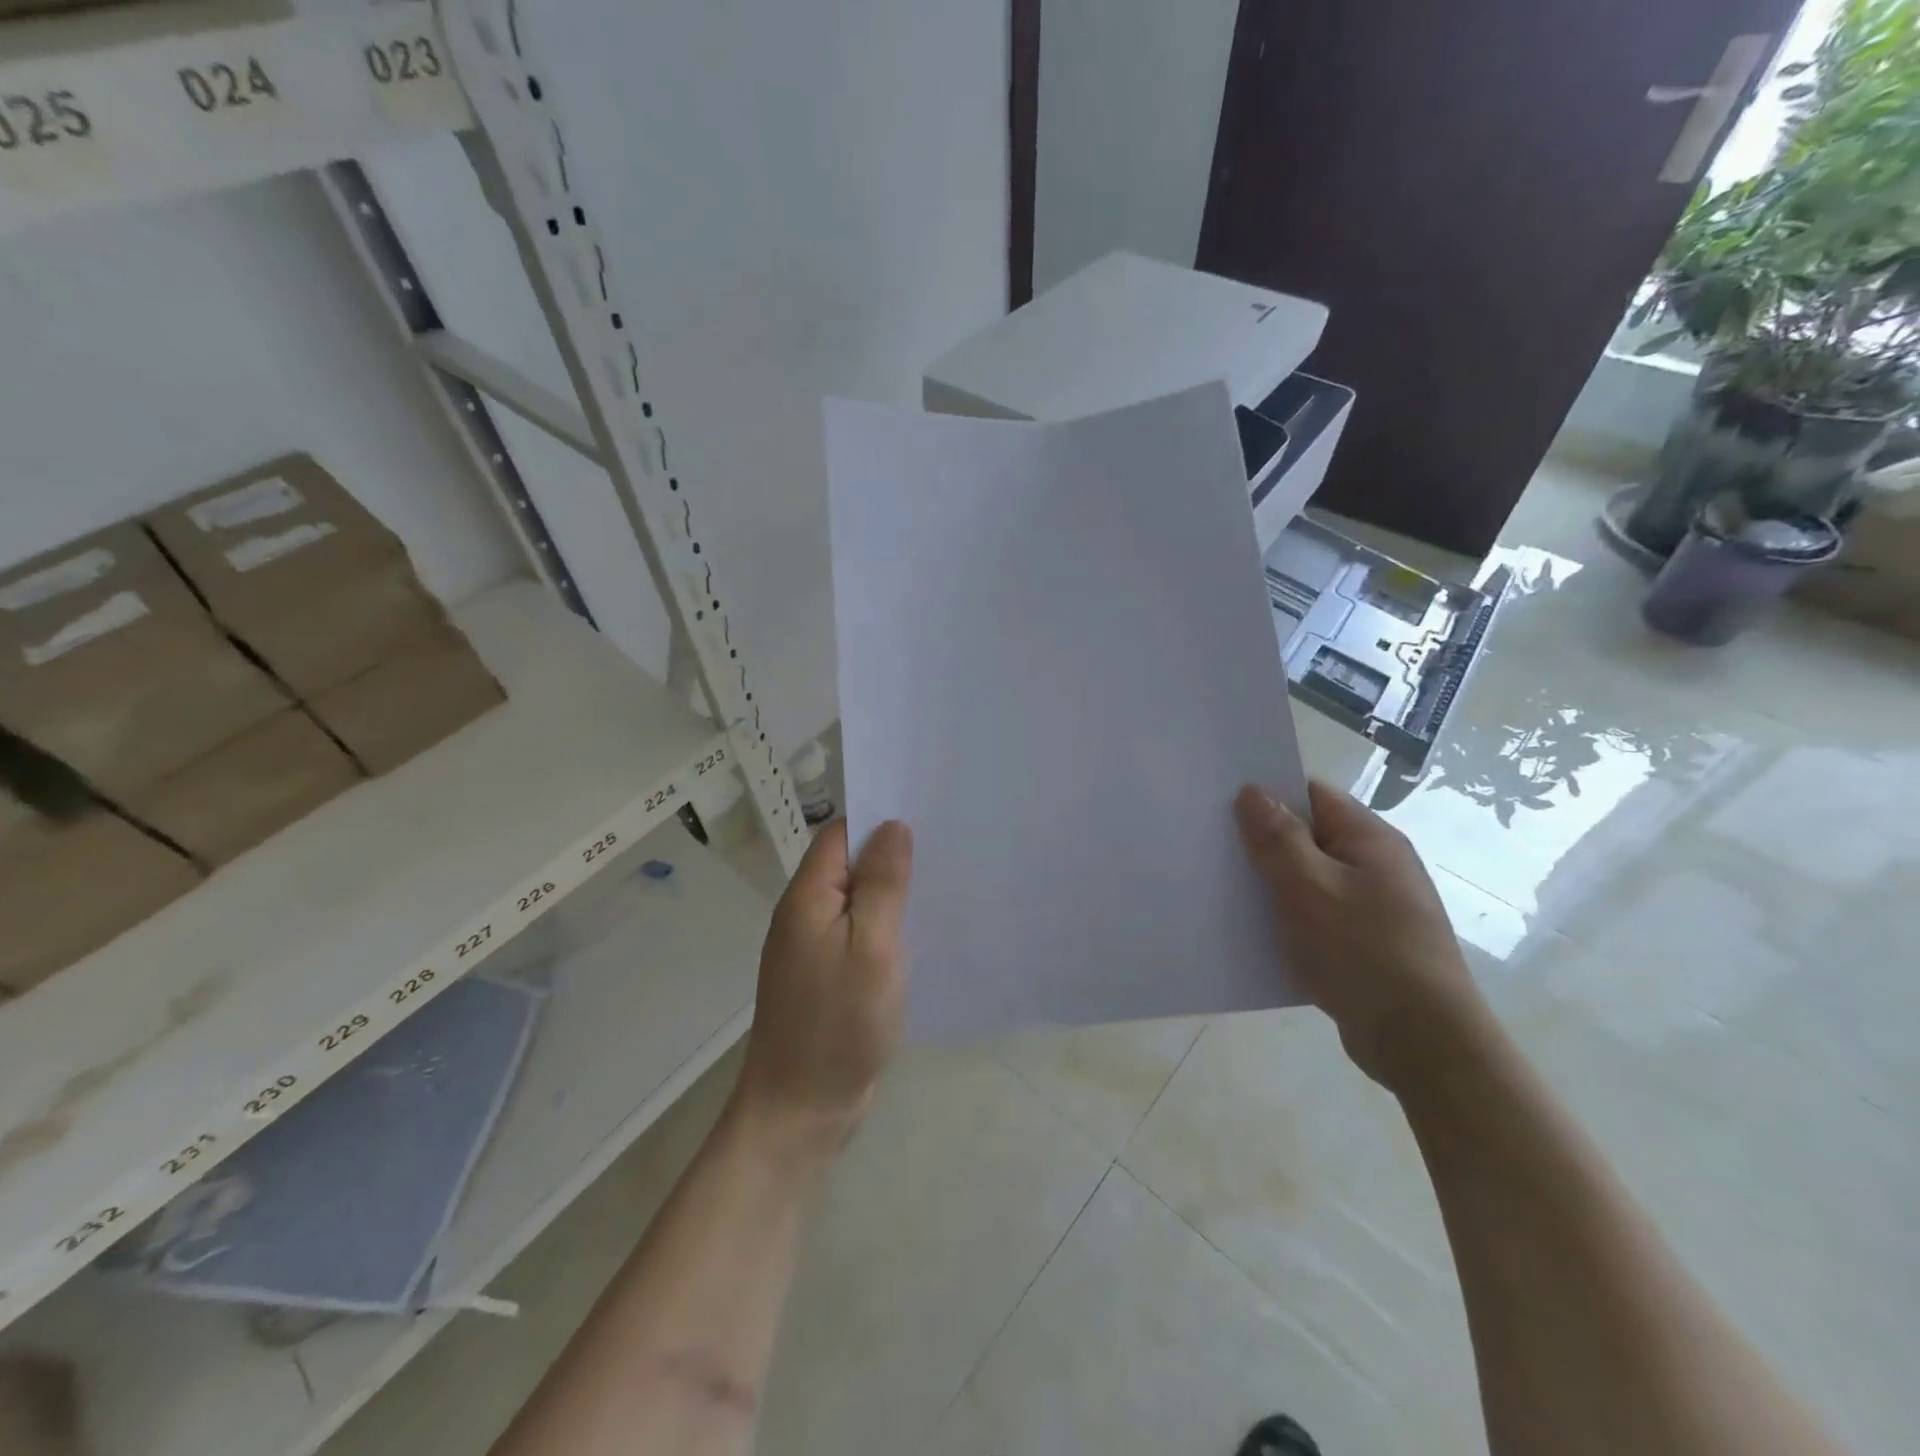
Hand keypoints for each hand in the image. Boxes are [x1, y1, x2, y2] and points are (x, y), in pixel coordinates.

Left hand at [733, 820, 912, 1157]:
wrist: (800, 1110)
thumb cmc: (838, 1024)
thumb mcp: (871, 947)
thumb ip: (882, 884)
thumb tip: (892, 826)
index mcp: (807, 898)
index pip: (840, 835)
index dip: (879, 821)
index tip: (926, 818)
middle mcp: (804, 915)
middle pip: (849, 865)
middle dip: (892, 856)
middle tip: (946, 850)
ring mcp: (814, 948)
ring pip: (856, 901)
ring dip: (891, 893)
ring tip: (942, 885)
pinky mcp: (827, 976)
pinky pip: (858, 934)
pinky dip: (885, 927)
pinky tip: (918, 933)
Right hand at [1234, 779, 1487, 1090]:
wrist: (1423, 1043)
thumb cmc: (1364, 953)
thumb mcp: (1310, 888)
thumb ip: (1278, 838)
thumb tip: (1253, 791)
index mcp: (1369, 839)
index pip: (1311, 794)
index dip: (1266, 794)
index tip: (1219, 803)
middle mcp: (1374, 865)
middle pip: (1306, 836)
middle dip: (1261, 841)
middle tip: (1210, 848)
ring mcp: (1371, 906)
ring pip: (1306, 879)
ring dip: (1269, 884)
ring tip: (1221, 890)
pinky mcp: (1362, 943)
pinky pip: (1314, 916)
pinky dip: (1285, 918)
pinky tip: (1253, 932)